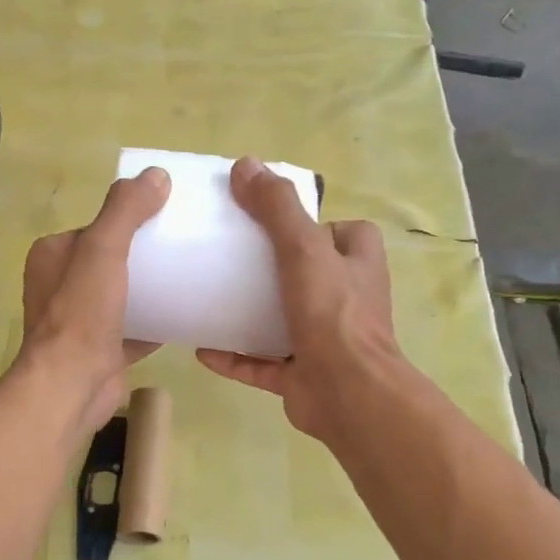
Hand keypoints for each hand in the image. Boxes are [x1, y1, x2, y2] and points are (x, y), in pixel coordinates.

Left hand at [20, 167, 170, 431]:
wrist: (72, 385)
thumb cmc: (81, 313)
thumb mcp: (103, 249)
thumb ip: (125, 210)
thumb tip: (156, 175)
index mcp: (53, 257)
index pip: (94, 228)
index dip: (126, 220)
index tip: (164, 216)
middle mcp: (61, 287)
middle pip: (111, 261)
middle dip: (143, 255)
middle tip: (183, 246)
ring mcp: (81, 322)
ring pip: (123, 296)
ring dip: (151, 289)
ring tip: (190, 276)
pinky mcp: (102, 350)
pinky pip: (134, 329)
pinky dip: (156, 323)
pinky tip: (186, 314)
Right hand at [196, 157, 406, 444]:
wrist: (347, 393)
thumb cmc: (332, 314)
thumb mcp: (304, 249)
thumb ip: (277, 208)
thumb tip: (245, 165)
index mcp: (357, 264)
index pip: (342, 233)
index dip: (314, 226)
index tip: (274, 224)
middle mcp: (346, 300)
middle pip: (308, 275)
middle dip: (273, 270)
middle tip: (231, 260)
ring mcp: (324, 341)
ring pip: (283, 321)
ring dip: (250, 315)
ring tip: (211, 301)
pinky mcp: (302, 376)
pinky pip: (262, 364)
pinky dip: (235, 357)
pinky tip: (203, 350)